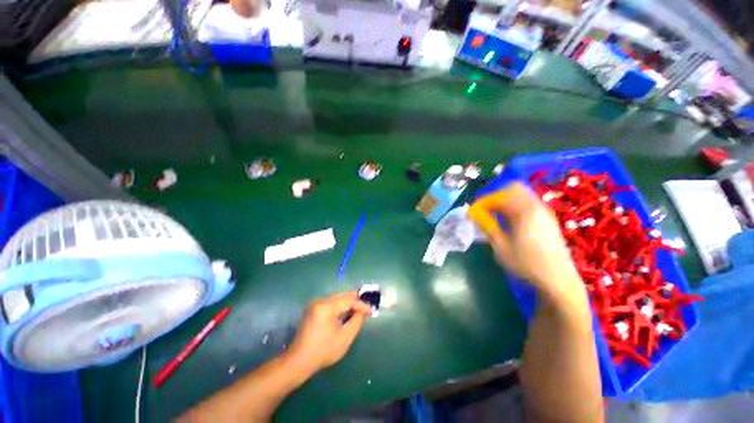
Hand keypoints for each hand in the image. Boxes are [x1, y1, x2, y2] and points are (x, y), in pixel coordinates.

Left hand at [286, 291, 372, 374]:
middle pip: (342, 295)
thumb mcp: (344, 338)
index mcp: (326, 307)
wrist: (298, 361)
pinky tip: (347, 309)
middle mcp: (320, 301)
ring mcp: (315, 304)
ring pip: (336, 297)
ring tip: (360, 306)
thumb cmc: (323, 351)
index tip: (371, 310)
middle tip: (367, 303)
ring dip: (348, 301)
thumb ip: (356, 321)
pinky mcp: (313, 309)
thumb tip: (363, 311)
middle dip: (355, 299)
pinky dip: (340, 304)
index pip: (348, 300)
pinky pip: (330, 302)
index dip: (361, 304)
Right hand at [468, 183, 584, 304]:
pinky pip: (529, 204)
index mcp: (525, 211)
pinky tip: (510, 222)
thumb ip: (486, 226)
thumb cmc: (526, 263)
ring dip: (506, 202)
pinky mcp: (548, 220)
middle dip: (496, 197)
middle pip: (514, 189)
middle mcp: (537, 207)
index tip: (473, 212)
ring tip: (495, 217)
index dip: (483, 202)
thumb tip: (473, 214)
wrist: (558, 280)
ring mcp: (545, 213)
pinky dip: (515, 207)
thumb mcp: (501, 246)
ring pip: (522, 196)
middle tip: (485, 210)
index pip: (500, 196)